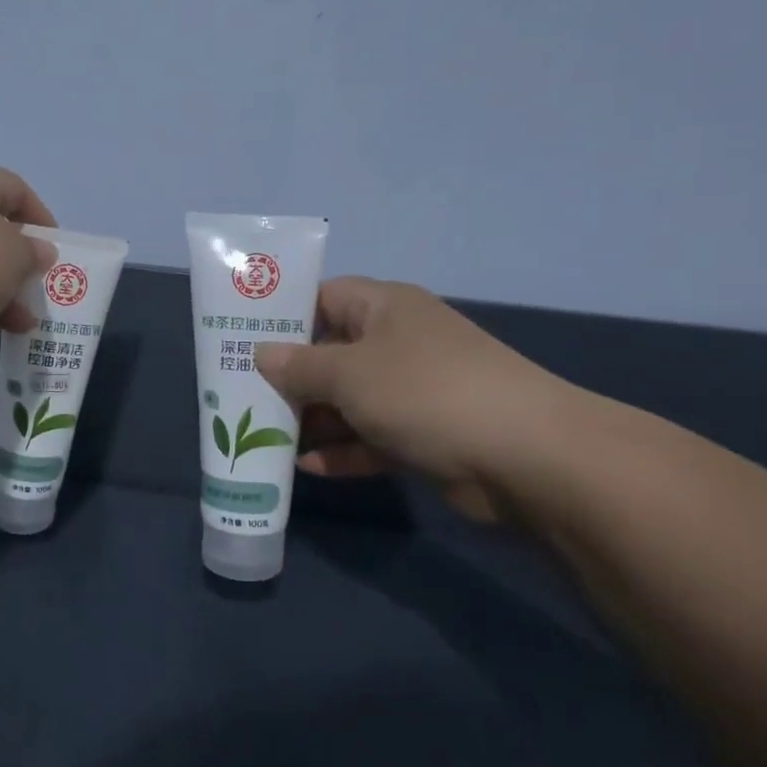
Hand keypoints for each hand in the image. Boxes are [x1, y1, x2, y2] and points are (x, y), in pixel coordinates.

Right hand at [254, 277, 588, 524]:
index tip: (240, 341)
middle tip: (241, 397)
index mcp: (384, 308)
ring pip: (349, 400)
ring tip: (262, 437)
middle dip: (289, 377)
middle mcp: (398, 343)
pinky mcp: (424, 435)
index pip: (323, 298)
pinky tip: (305, 468)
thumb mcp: (349, 373)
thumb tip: (261, 354)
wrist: (525, 457)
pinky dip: (342, 451)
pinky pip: (370, 438)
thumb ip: (299, 366)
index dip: (281, 316)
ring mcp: (414, 391)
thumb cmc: (425, 392)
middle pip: (331, 353)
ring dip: (312, 420)